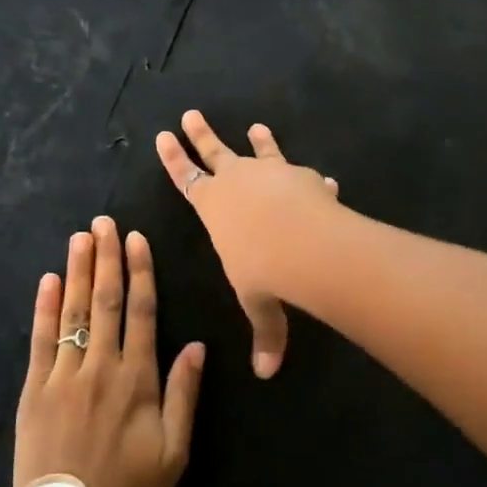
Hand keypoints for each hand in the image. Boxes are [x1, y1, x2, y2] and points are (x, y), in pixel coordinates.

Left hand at [15, 216, 203, 486]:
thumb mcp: (175, 453)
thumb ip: (185, 394)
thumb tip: (196, 345)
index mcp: (138, 379)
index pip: (141, 311)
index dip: (140, 272)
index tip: (137, 239)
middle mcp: (100, 366)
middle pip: (104, 301)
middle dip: (106, 258)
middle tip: (104, 222)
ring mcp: (63, 376)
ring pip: (73, 312)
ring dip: (77, 271)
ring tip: (80, 237)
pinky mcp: (33, 391)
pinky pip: (39, 340)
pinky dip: (44, 308)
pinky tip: (47, 280)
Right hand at [155, 110, 339, 379]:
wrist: (307, 243)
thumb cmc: (266, 272)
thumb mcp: (260, 303)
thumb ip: (266, 333)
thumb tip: (268, 373)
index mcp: (213, 207)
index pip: (186, 178)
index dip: (174, 158)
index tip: (163, 135)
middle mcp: (237, 182)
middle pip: (214, 151)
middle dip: (201, 134)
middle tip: (191, 114)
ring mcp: (270, 173)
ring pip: (259, 151)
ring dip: (259, 141)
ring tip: (257, 127)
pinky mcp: (302, 176)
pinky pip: (303, 174)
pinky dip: (309, 177)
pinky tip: (323, 180)